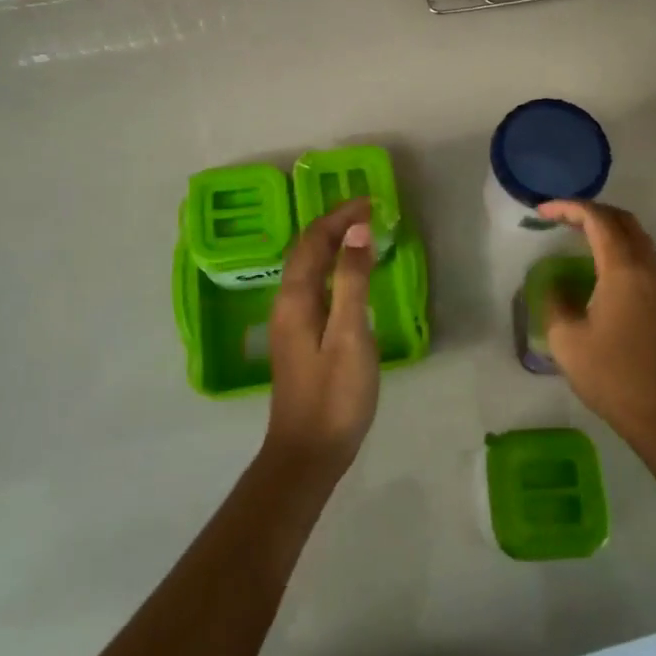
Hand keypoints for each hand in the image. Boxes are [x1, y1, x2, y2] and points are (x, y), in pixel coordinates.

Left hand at [264, 199, 378, 479]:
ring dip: (330, 244)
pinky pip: (312, 287)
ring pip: (306, 269)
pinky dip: (330, 268)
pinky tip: (348, 277)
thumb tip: (356, 230)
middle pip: (305, 251)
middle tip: (367, 211)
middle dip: (333, 225)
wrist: (308, 454)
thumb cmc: (335, 396)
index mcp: (295, 299)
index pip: (313, 241)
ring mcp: (289, 323)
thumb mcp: (350, 335)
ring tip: (360, 233)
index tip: (370, 201)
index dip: (339, 216)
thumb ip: (352, 281)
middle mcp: (285, 304)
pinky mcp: (298, 339)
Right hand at [538, 200, 655, 444]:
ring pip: (635, 235)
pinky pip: (640, 254)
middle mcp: (645, 268)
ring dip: (606, 225)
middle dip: (589, 210)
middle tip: (559, 217)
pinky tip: (597, 262)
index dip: (568, 208)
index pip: (598, 220)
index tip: (541, 211)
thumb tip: (555, 285)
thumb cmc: (611, 374)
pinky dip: (617, 244)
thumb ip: (555, 302)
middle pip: (622, 220)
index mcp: (622, 270)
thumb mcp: (567, 339)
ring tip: (575, 233)